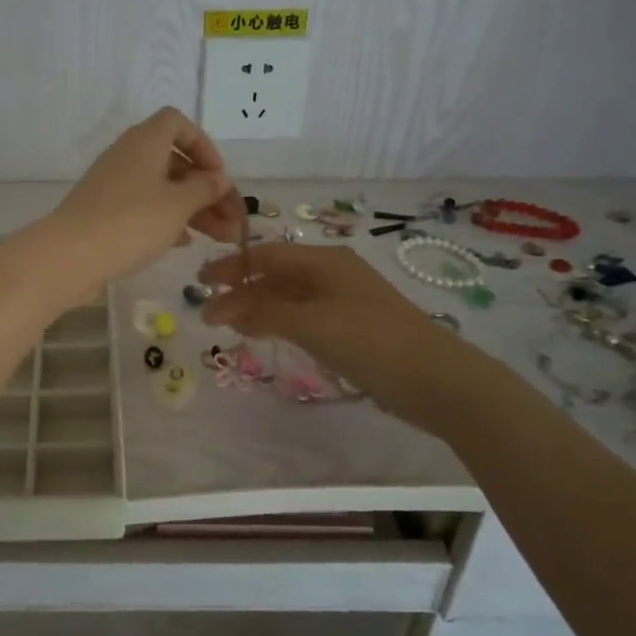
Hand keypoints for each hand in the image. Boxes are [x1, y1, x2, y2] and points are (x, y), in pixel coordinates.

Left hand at [43, 108, 240, 295]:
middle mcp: (128, 155)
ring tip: (219, 237)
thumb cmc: (131, 222)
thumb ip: (204, 189)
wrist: (70, 255)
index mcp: (145, 141)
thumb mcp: (178, 205)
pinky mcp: (104, 209)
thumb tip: (217, 178)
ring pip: (161, 186)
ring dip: (191, 207)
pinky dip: (166, 218)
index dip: (202, 145)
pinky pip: (143, 205)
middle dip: (205, 188)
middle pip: (174, 160)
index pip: (176, 123)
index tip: (217, 176)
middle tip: (229, 218)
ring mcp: (113, 183)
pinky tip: (183, 243)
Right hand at [198, 241, 445, 391]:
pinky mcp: (352, 326)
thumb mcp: (310, 323)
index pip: (265, 255)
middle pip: (276, 275)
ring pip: (289, 297)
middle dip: (241, 290)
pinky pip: (304, 316)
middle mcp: (333, 273)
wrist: (436, 379)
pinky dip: (279, 322)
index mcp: (324, 261)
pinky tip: (265, 335)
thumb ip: (263, 312)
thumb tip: (222, 308)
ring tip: (230, 326)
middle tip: (209, 313)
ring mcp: (344, 300)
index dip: (231, 267)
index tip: (200, 284)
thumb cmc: (369, 340)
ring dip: (258, 308)